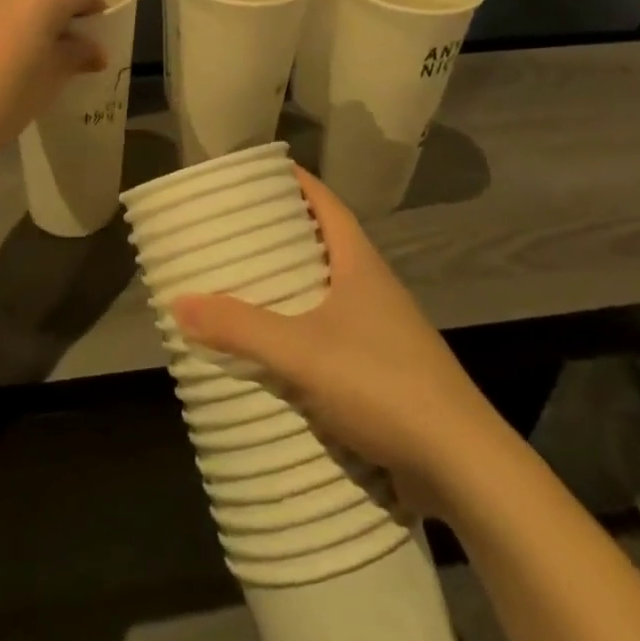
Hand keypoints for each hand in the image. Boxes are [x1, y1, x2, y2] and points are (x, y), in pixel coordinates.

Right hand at [171, 168, 494, 510]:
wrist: (462, 466)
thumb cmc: (383, 384)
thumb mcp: (302, 353)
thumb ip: (240, 328)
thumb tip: (177, 301)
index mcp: (360, 264)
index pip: (326, 203)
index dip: (295, 182)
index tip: (258, 174)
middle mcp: (373, 287)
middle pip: (324, 244)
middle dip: (282, 235)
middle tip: (234, 231)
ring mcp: (383, 330)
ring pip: (328, 292)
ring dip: (291, 286)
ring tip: (244, 285)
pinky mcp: (385, 371)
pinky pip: (333, 334)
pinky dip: (302, 330)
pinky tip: (276, 349)